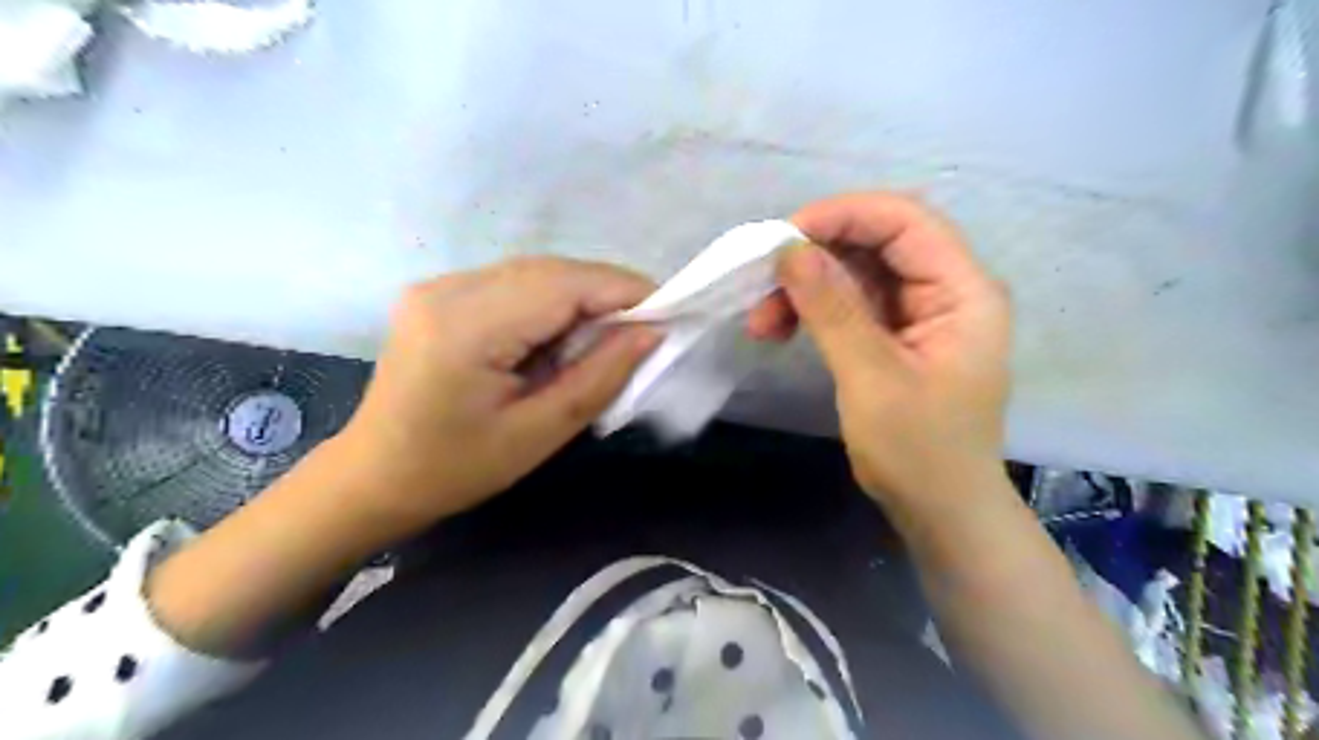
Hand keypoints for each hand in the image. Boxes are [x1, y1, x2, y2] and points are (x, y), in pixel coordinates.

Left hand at [336, 258, 653, 528]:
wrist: (375, 476)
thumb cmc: (456, 469)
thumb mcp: (538, 433)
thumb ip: (598, 377)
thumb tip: (651, 332)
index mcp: (467, 326)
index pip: (564, 285)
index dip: (624, 290)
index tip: (670, 311)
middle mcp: (449, 288)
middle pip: (552, 271)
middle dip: (607, 293)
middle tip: (644, 329)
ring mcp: (439, 285)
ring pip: (536, 273)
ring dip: (581, 297)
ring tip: (609, 336)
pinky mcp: (440, 293)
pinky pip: (514, 284)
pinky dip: (552, 302)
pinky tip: (563, 335)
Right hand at [752, 190, 1010, 502]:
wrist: (940, 511)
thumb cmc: (919, 452)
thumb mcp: (872, 378)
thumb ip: (833, 310)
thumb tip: (790, 250)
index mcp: (964, 291)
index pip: (905, 222)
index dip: (843, 216)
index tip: (783, 238)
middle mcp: (946, 290)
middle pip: (877, 243)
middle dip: (815, 258)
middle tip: (763, 284)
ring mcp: (920, 313)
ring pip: (857, 273)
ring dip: (807, 288)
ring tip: (762, 321)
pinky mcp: (896, 335)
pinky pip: (852, 304)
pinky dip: (815, 310)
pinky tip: (781, 328)